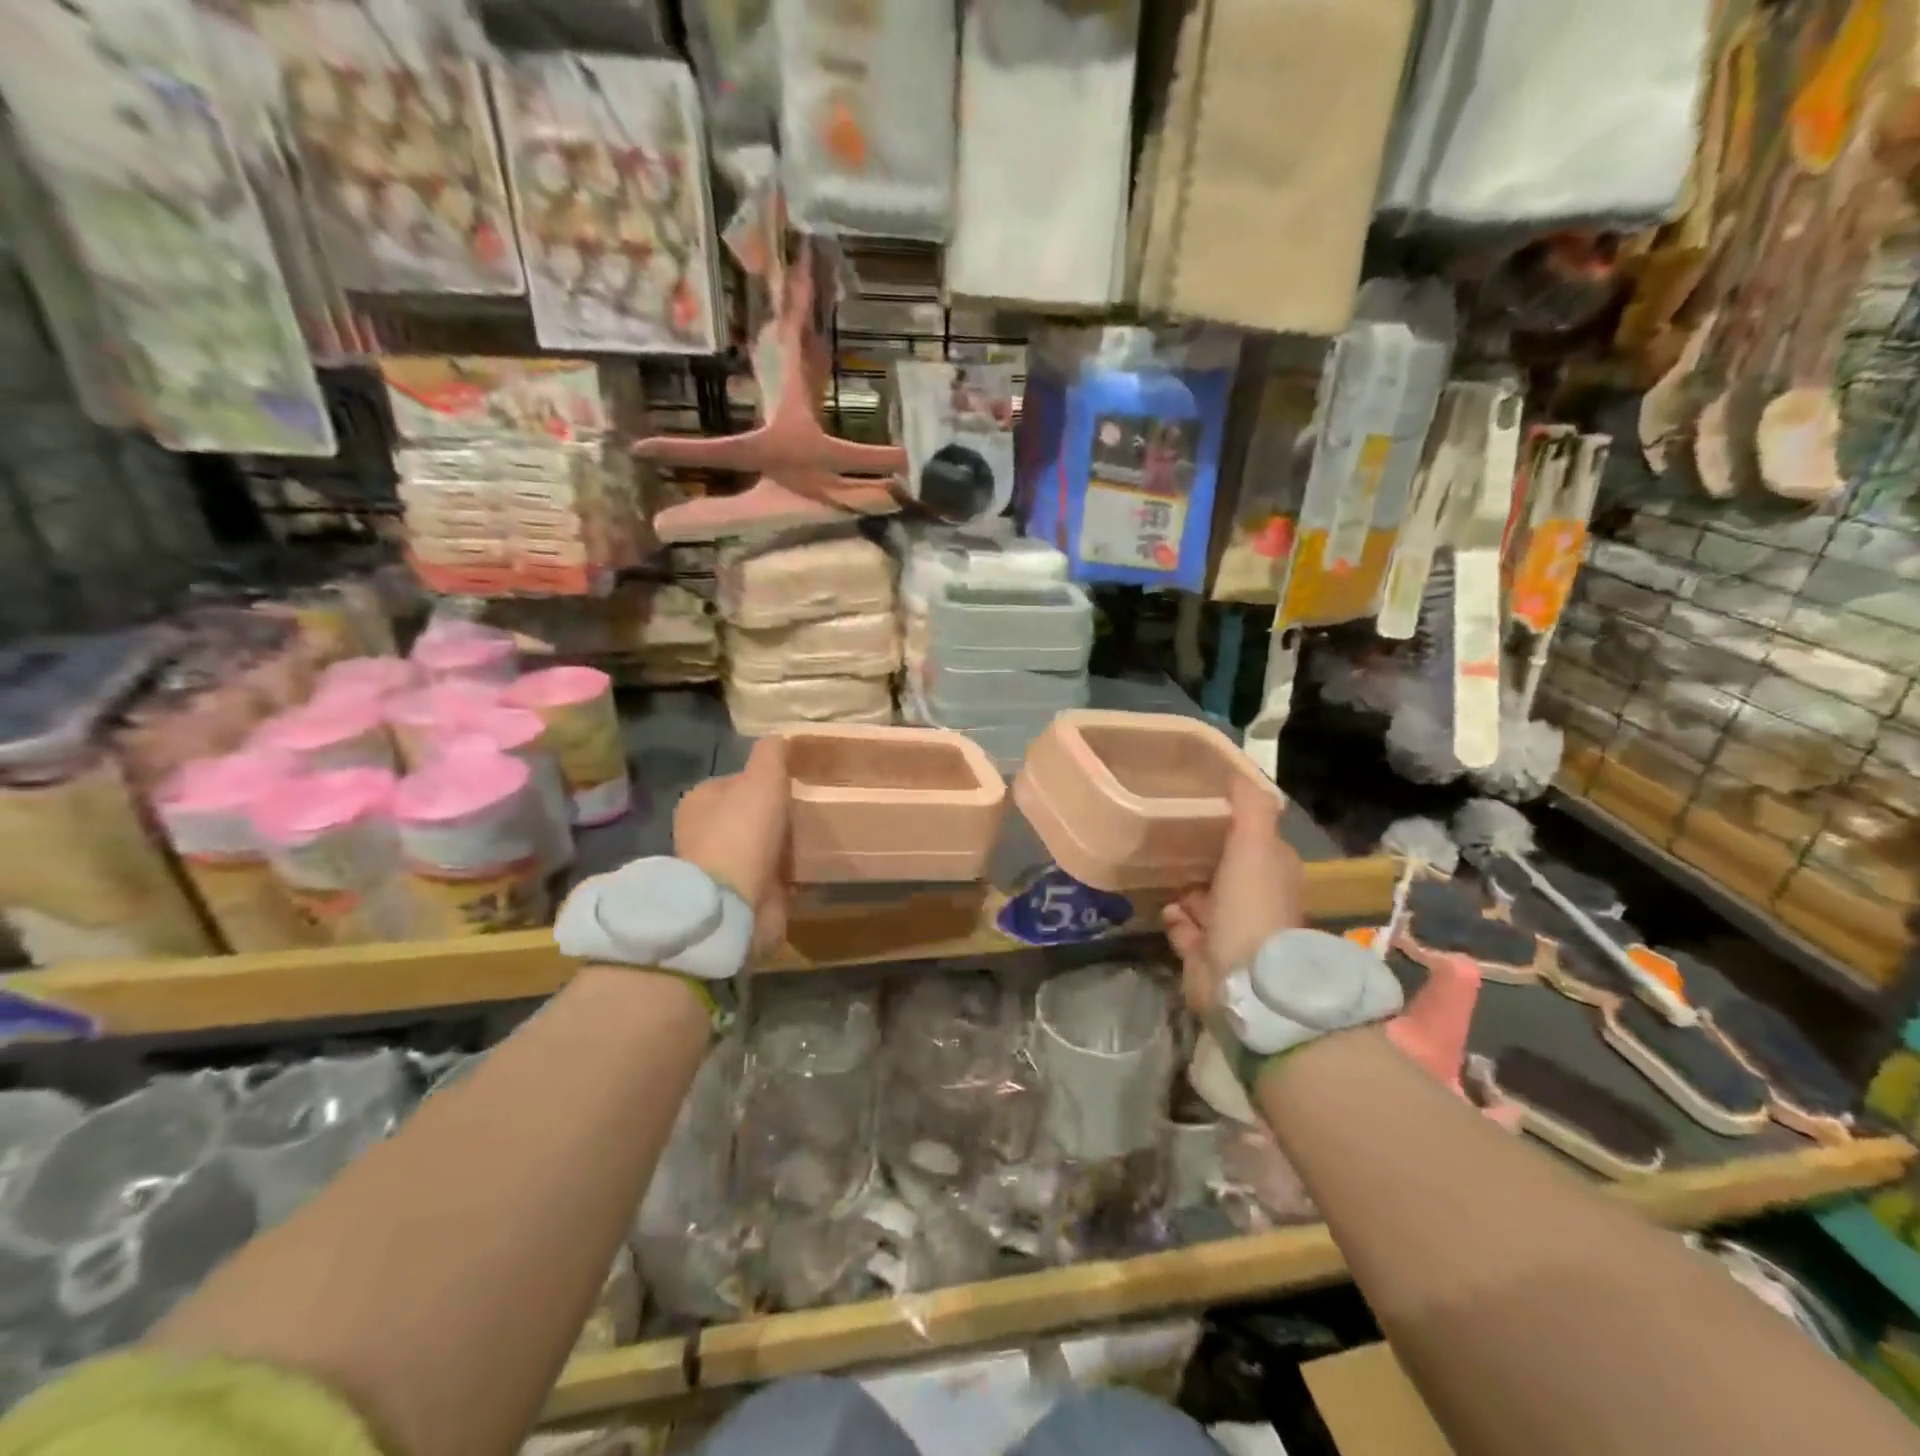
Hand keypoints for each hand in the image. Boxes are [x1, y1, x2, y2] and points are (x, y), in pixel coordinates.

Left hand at [674, 737, 789, 950]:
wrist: (733, 903)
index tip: (794, 784)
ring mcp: (718, 869)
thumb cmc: (743, 831)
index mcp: (699, 801)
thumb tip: (779, 737)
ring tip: (814, 841)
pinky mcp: (736, 897)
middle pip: (746, 816)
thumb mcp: (762, 778)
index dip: (764, 781)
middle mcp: (702, 834)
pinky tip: (808, 870)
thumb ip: (771, 754)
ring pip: (758, 848)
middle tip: (808, 813)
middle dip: (773, 816)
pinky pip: (768, 878)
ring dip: (781, 848)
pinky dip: (786, 876)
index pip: (734, 782)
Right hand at [1162, 775, 1305, 1019]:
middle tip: (1172, 838)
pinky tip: (1168, 911)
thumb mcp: (1255, 844)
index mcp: (1274, 874)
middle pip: (1227, 872)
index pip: (1256, 841)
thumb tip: (1237, 771)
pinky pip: (1186, 931)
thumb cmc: (1252, 906)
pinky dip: (1177, 922)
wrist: (1244, 981)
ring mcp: (1232, 931)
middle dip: (1203, 858)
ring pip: (1203, 901)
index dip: (1234, 825)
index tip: (1203, 808)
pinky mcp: (1207, 956)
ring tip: (1163, 872)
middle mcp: (1256, 902)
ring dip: (1186, 891)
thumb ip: (1250, 807)